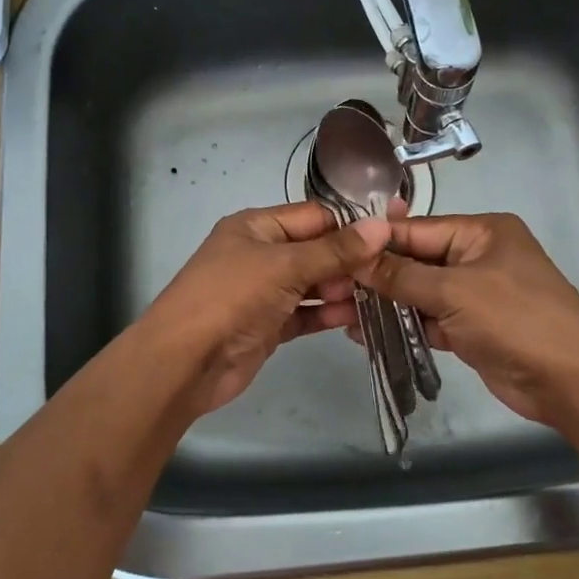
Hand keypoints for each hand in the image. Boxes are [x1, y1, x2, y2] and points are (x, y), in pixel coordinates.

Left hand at [139, 202, 390, 419]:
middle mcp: (261, 254)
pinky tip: (358, 318)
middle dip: (351, 261)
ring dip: (344, 289)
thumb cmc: (232, 297)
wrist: (185, 362)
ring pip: (313, 284)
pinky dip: (328, 314)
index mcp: (257, 226)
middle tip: (392, 272)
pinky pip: (306, 313)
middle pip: (316, 250)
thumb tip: (383, 225)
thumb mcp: (285, 266)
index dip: (352, 225)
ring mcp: (264, 291)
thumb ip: (335, 250)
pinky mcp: (269, 325)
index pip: (314, 217)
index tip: (394, 234)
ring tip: (384, 296)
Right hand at [356, 212, 578, 425]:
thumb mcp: (454, 290)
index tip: (335, 251)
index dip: (377, 242)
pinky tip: (366, 333)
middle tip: (331, 287)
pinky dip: (404, 326)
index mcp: (482, 232)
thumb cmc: (516, 319)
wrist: (571, 380)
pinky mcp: (473, 329)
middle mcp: (478, 257)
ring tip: (340, 312)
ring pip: (420, 293)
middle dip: (377, 276)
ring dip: (386, 304)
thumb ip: (402, 276)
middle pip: (417, 261)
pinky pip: (429, 320)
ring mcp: (476, 295)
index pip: (418, 230)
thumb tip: (357, 258)